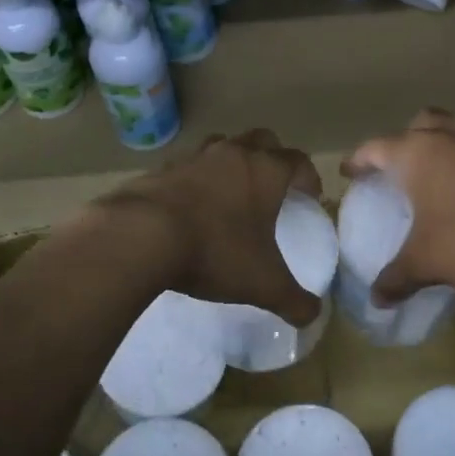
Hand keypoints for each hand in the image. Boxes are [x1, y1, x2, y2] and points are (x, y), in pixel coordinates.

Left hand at [98, 129, 323, 324]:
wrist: (141, 236)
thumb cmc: (215, 251)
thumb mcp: (263, 284)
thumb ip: (293, 300)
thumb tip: (313, 315)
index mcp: (265, 171)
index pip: (298, 160)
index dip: (309, 177)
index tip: (311, 197)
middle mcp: (232, 154)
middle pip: (262, 140)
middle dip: (273, 158)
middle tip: (273, 187)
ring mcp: (193, 158)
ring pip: (222, 146)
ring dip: (232, 162)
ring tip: (231, 192)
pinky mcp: (160, 169)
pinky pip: (186, 167)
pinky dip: (195, 179)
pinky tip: (190, 207)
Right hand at [344, 109, 454, 301]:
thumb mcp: (428, 262)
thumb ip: (397, 278)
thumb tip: (376, 299)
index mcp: (417, 153)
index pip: (375, 148)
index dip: (359, 160)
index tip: (350, 172)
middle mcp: (450, 134)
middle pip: (419, 124)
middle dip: (405, 142)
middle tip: (401, 168)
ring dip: (446, 148)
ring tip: (445, 178)